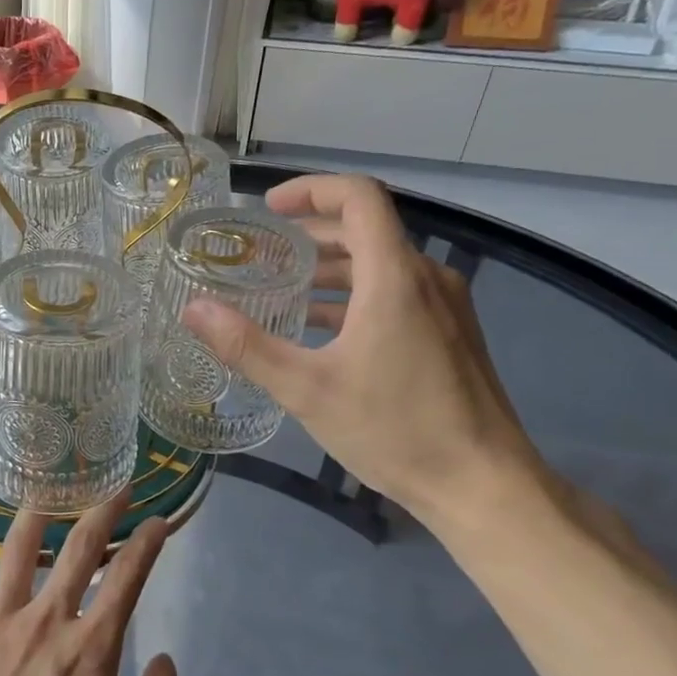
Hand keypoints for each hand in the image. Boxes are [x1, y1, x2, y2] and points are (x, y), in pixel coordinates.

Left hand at [0, 497, 187, 675]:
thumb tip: (166, 662)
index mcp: (89, 650)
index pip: (127, 580)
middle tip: (115, 489)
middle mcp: (44, 621)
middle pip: (77, 550)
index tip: (157, 521)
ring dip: (34, 517)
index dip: (147, 544)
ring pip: (16, 552)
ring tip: (45, 496)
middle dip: (102, 513)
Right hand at [182, 174, 547, 530]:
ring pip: (380, 264)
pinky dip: (354, 295)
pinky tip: (321, 330)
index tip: (268, 209)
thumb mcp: (307, 389)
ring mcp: (445, 306)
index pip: (358, 197)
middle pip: (366, 228)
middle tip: (261, 254)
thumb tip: (193, 309)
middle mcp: (425, 278)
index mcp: (394, 277)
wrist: (483, 485)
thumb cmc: (395, 429)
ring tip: (281, 291)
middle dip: (310, 233)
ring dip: (330, 268)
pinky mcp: (451, 333)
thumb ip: (247, 345)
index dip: (311, 190)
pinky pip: (396, 293)